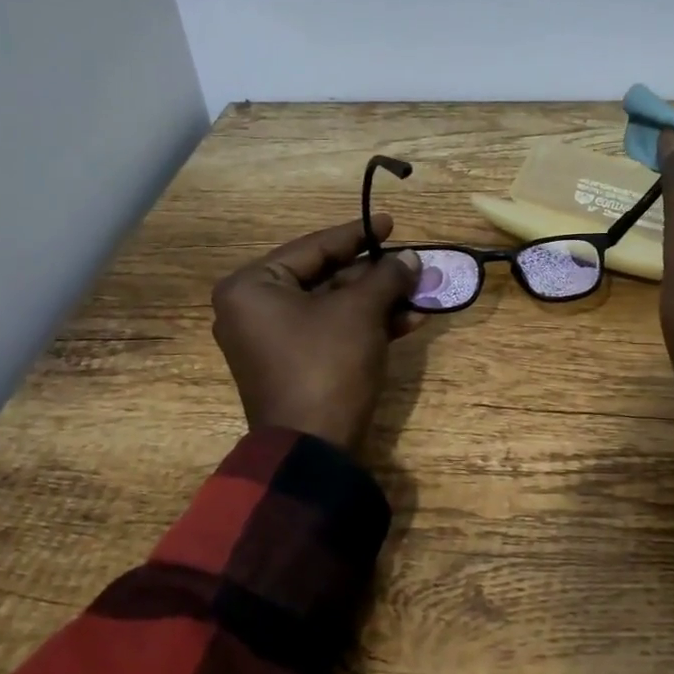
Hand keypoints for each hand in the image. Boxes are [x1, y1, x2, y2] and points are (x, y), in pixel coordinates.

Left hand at [211, 216, 423, 453]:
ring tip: (420, 291)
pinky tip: (409, 321)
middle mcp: (255, 309)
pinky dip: (367, 325)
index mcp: (253, 287)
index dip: (357, 234)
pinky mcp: (295, 365)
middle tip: (411, 262)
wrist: (313, 450)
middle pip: (325, 276)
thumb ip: (385, 276)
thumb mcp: (360, 312)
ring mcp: (274, 341)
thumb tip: (410, 257)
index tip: (392, 223)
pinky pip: (332, 331)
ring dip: (378, 300)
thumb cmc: (326, 365)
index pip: (313, 247)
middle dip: (375, 273)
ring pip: (334, 306)